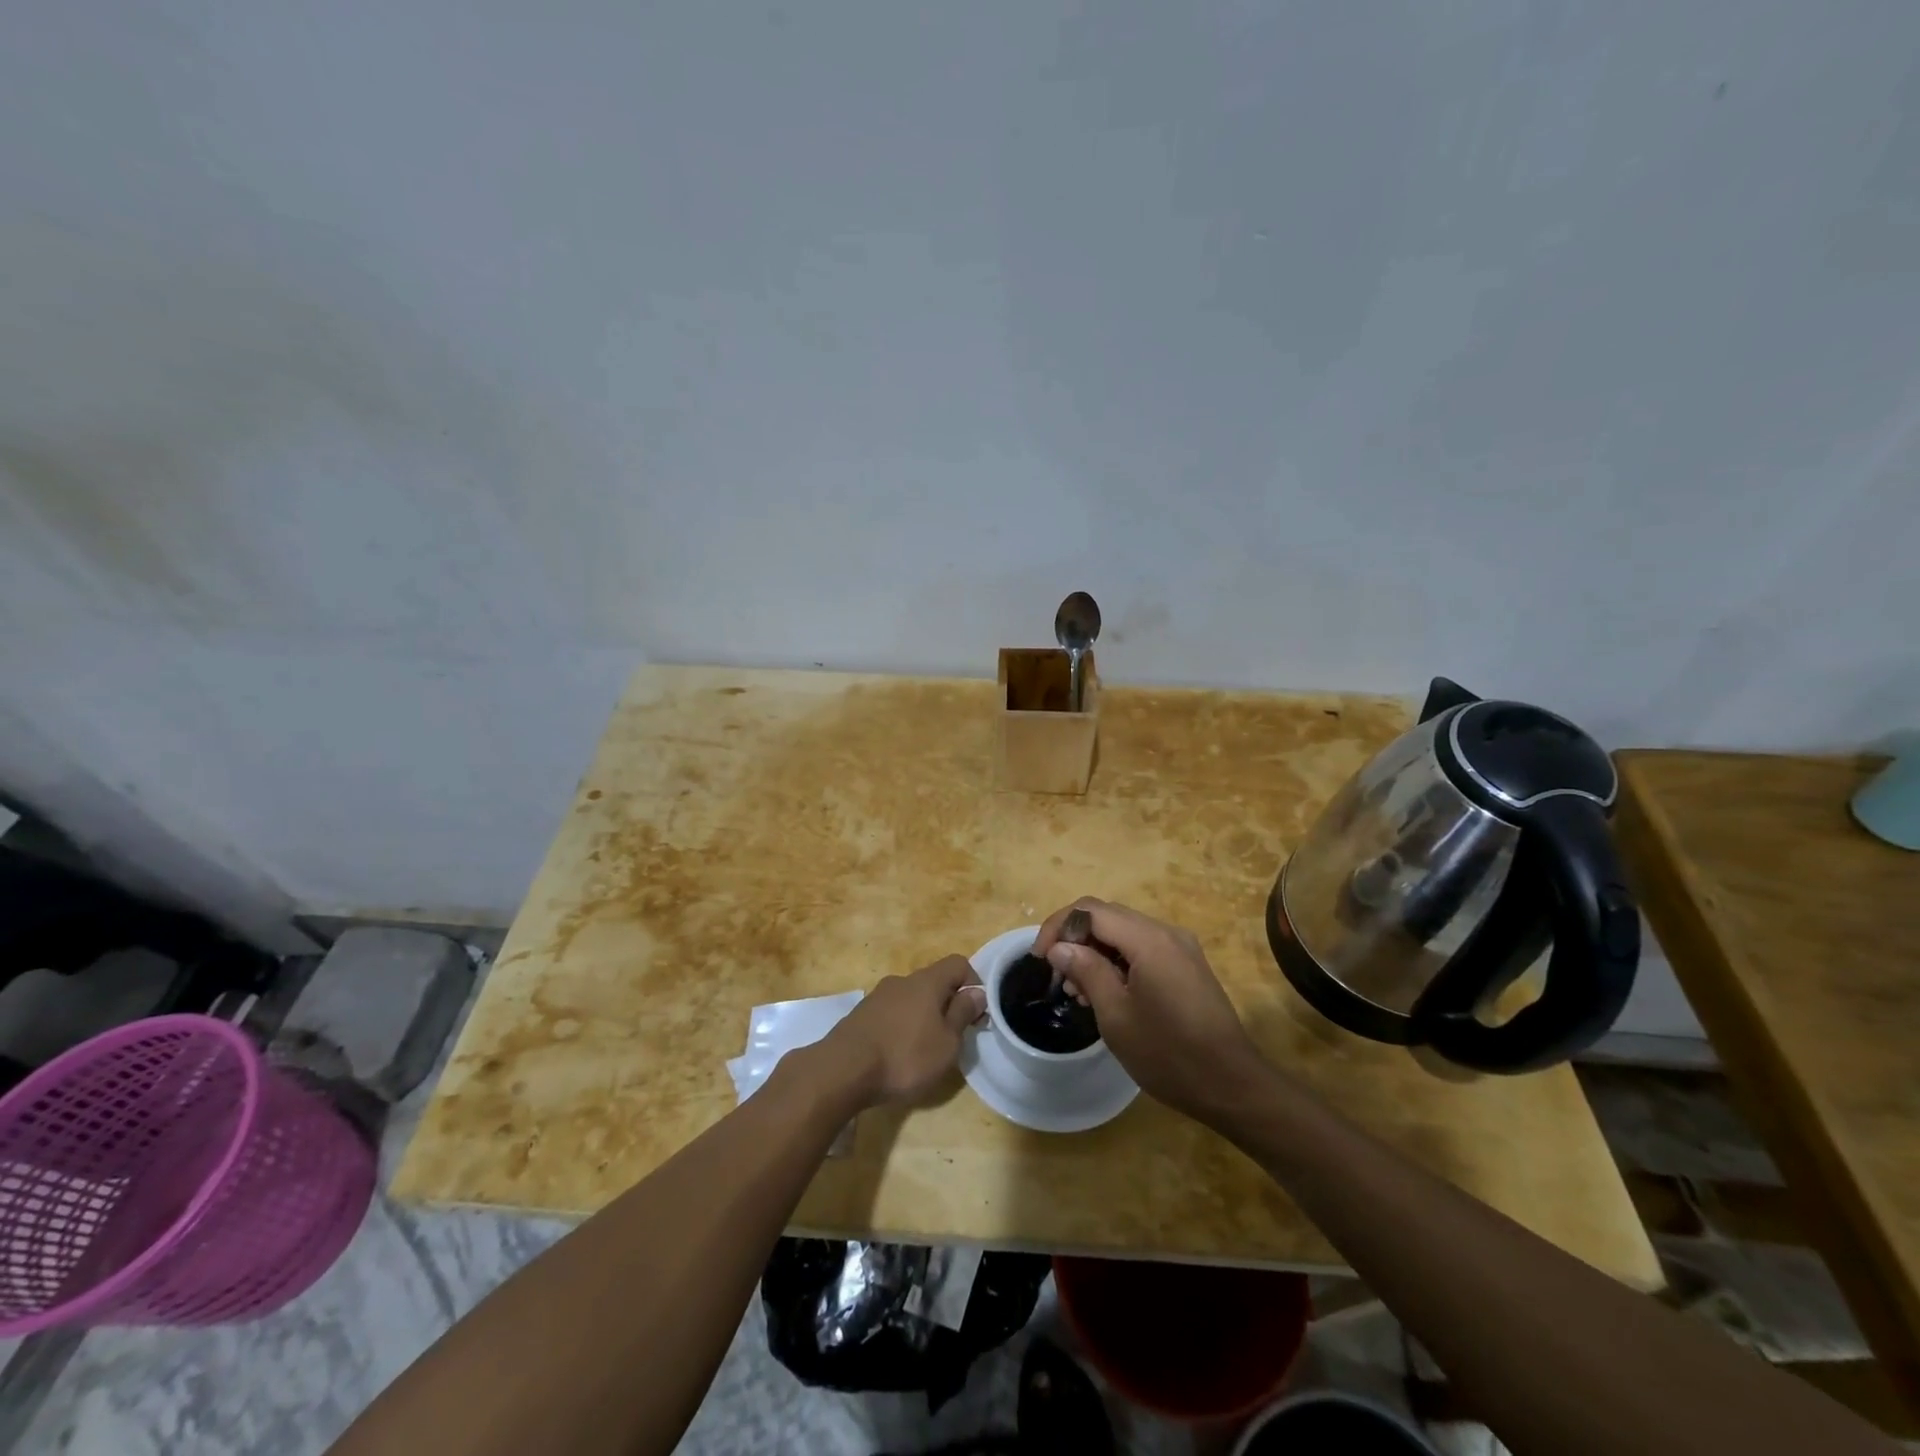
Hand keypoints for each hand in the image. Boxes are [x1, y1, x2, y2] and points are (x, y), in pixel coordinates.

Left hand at [820, 955, 986, 1108]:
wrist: (843, 1070)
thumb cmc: (905, 1056)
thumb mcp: (947, 1043)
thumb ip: (963, 1014)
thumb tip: (977, 992)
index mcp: (927, 981)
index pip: (958, 963)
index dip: (973, 983)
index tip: (976, 1014)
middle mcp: (902, 981)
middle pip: (934, 981)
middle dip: (947, 1004)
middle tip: (953, 1037)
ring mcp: (878, 996)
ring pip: (911, 998)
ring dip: (923, 1017)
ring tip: (925, 1050)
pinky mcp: (861, 1015)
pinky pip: (891, 1013)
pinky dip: (901, 1027)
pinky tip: (898, 1054)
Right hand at [1034, 899, 1267, 1123]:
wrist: (1233, 1086)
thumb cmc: (1169, 1054)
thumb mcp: (1116, 1016)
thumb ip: (1086, 971)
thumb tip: (1060, 947)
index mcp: (1148, 939)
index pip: (1090, 910)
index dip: (1058, 927)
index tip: (1040, 959)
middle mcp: (1166, 932)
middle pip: (1108, 917)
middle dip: (1075, 939)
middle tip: (1058, 977)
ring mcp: (1180, 948)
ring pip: (1124, 933)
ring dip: (1095, 952)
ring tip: (1079, 992)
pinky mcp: (1187, 966)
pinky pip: (1142, 949)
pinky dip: (1117, 962)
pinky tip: (1106, 994)